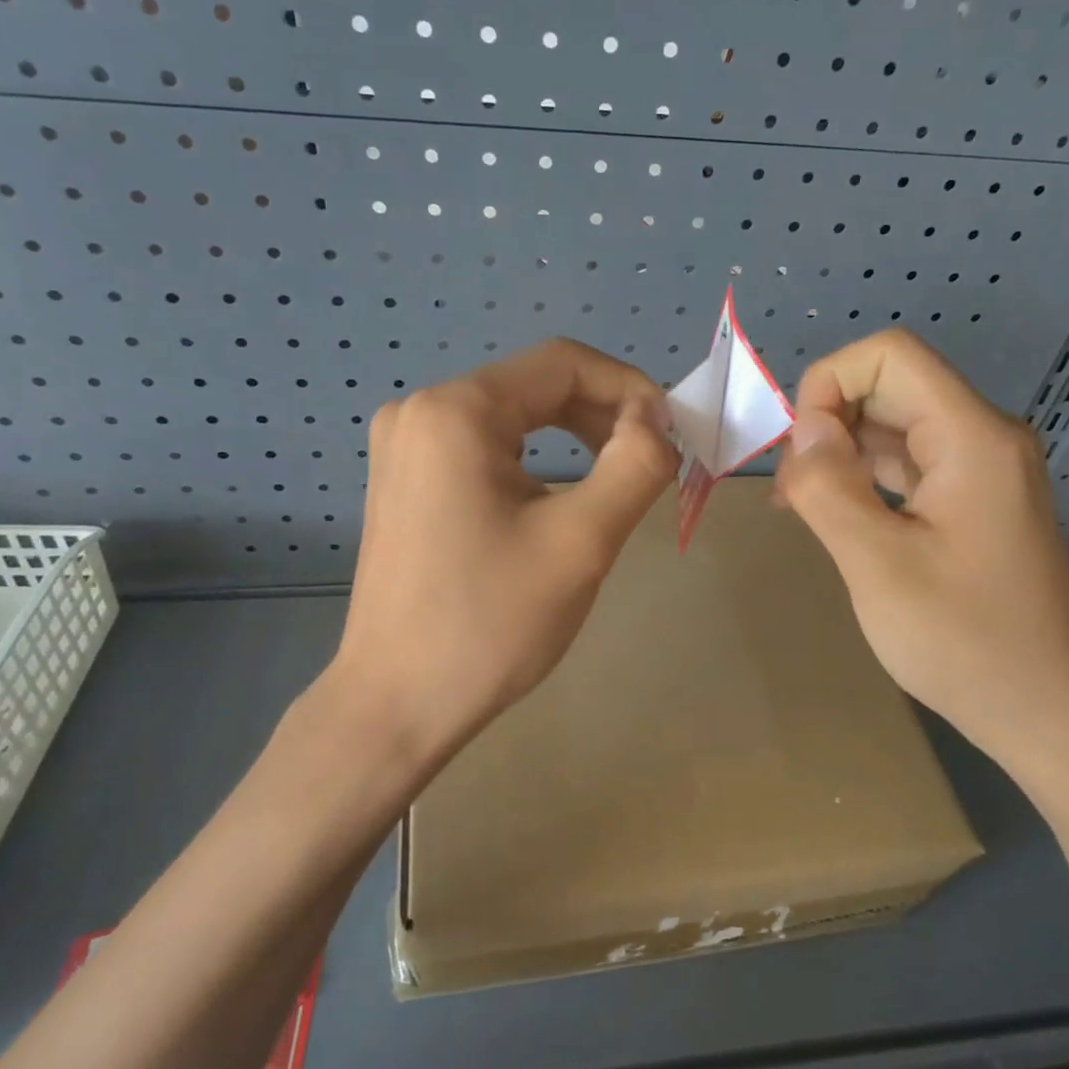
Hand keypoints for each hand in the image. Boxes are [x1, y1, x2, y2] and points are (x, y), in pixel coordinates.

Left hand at [326, 338, 676, 759]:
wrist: (397, 705)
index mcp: (456, 411)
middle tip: (652, 463)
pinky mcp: (404, 482)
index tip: (672, 435)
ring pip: (511, 418)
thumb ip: (635, 464)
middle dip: (603, 416)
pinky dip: (534, 462)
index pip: (562, 363)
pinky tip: (557, 501)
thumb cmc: (490, 624)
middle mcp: (420, 412)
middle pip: (534, 386)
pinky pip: (483, 448)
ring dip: (573, 438)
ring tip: (614, 484)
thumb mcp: (581, 541)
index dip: (630, 388)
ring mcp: (404, 447)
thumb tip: (656, 420)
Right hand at [775, 329, 1068, 772]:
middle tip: (793, 491)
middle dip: (828, 422)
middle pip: (890, 385)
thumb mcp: (877, 565)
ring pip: (895, 423)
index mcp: (972, 437)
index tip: (801, 453)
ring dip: (841, 451)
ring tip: (801, 505)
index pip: (889, 356)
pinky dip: (865, 475)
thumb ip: (829, 487)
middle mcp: (985, 436)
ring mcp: (982, 467)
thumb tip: (803, 430)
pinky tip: (835, 513)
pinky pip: (909, 461)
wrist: (1041, 710)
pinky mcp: (974, 498)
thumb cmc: (962, 641)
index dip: (829, 384)